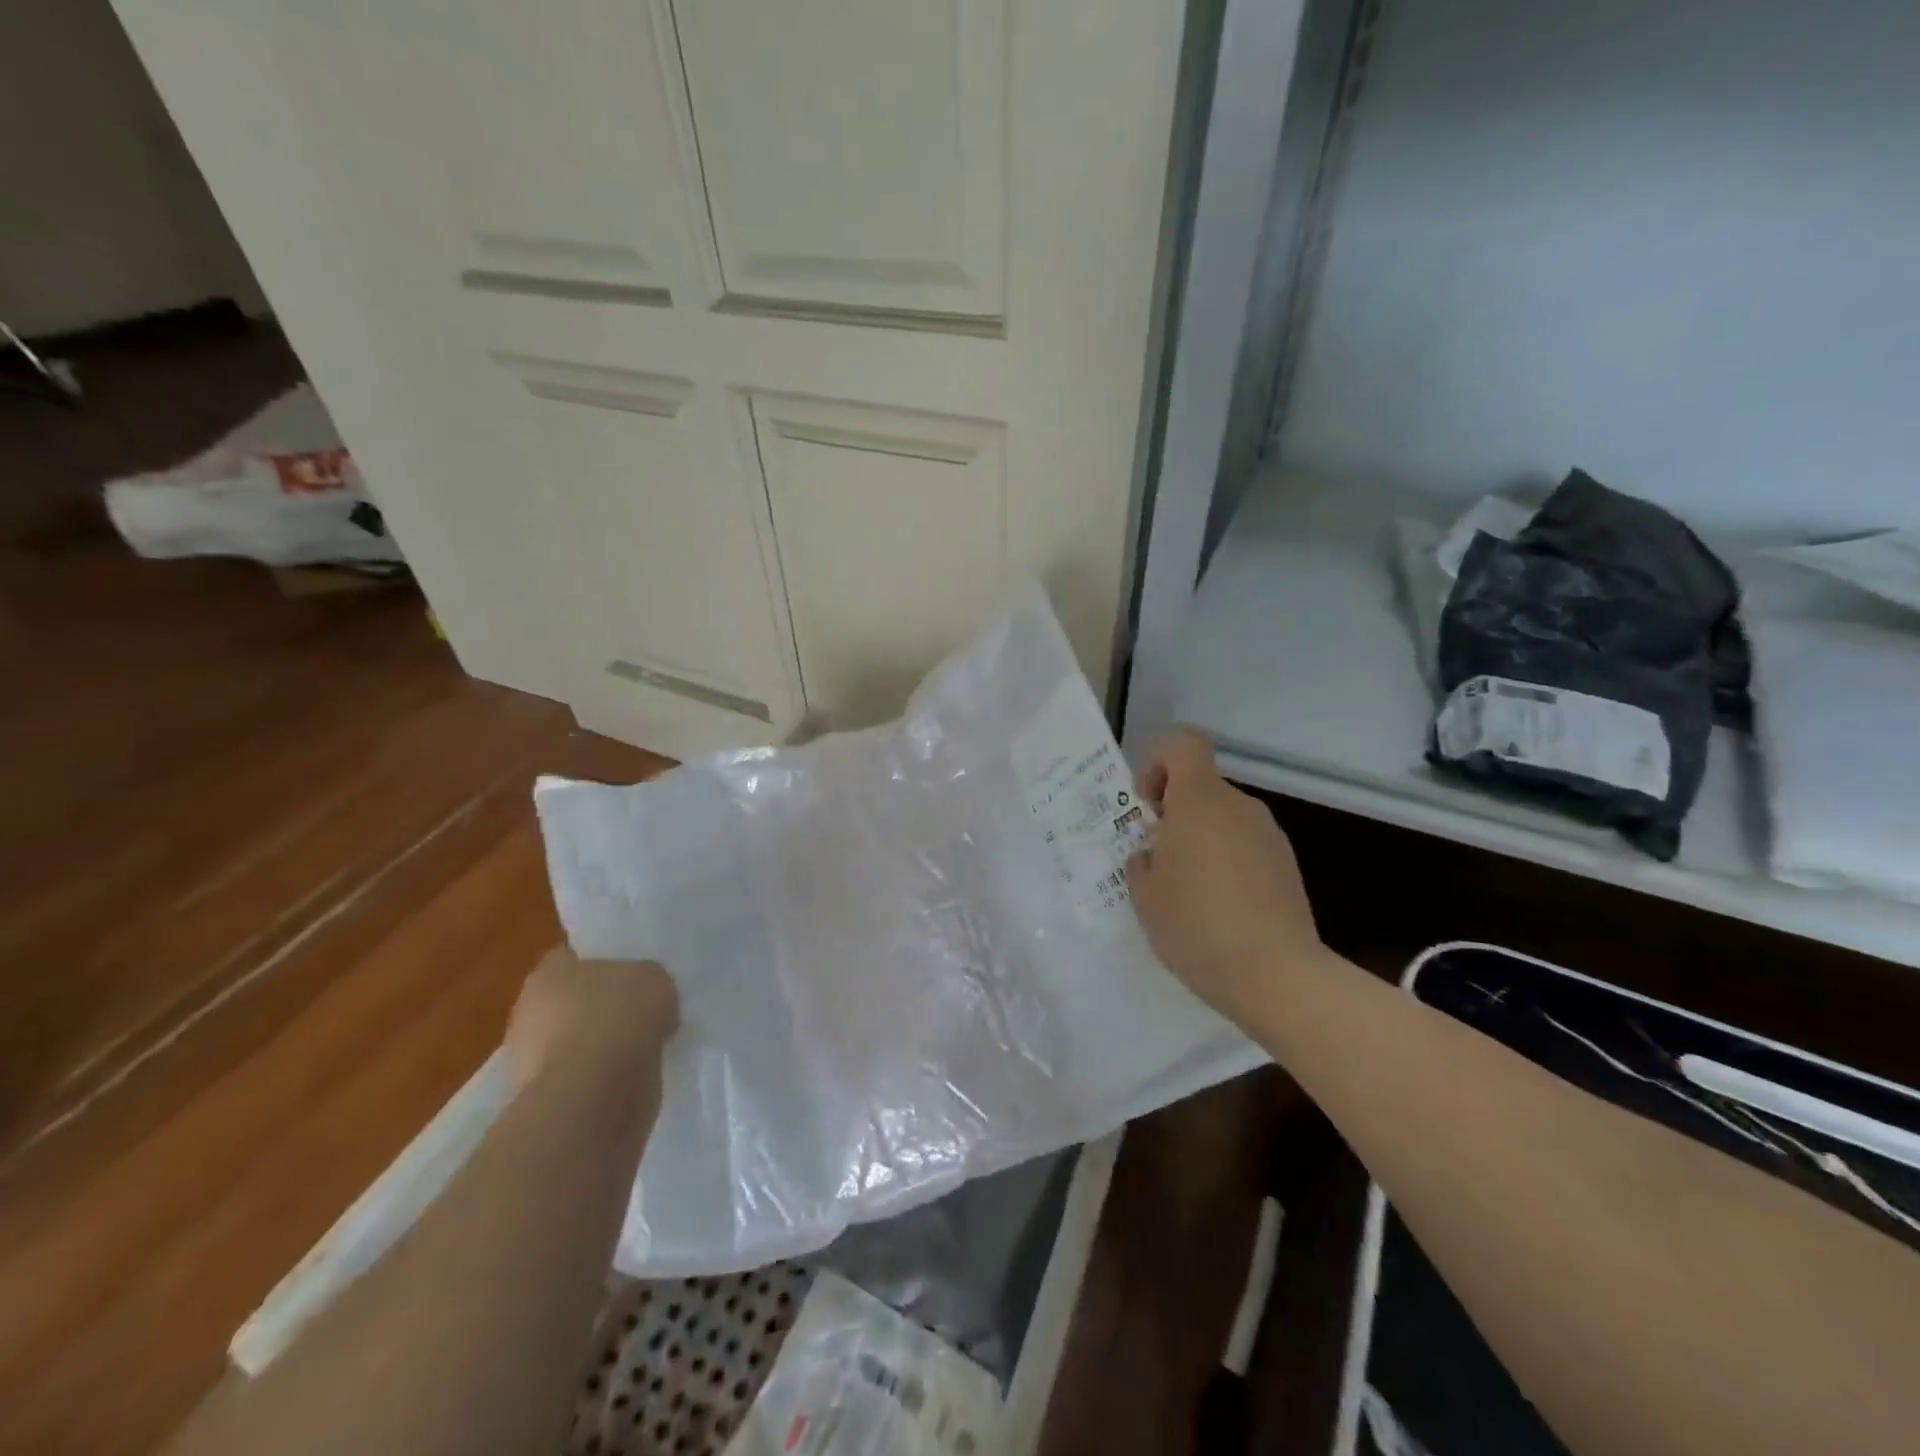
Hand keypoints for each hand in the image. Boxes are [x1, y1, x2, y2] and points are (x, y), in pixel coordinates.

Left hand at [504, 947, 678, 1092]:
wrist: (596, 1092)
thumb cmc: (618, 1015)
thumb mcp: (652, 977)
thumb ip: (644, 981)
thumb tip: (643, 996)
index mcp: (548, 971)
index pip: (573, 957)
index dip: (603, 963)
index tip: (630, 974)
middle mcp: (528, 1010)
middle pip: (571, 1000)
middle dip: (598, 1006)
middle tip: (636, 1011)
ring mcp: (529, 1057)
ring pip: (573, 1040)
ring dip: (599, 1044)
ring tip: (640, 1047)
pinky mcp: (541, 1096)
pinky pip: (579, 1075)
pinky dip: (599, 1076)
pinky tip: (630, 1074)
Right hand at [1126, 730, 1322, 1021]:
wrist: (1276, 976)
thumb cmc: (1196, 926)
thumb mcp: (1145, 897)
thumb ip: (1141, 863)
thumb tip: (1153, 854)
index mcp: (1200, 801)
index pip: (1183, 744)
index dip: (1158, 762)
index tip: (1149, 807)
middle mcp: (1239, 807)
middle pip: (1201, 787)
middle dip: (1175, 815)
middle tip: (1159, 862)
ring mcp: (1269, 836)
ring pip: (1223, 820)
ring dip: (1201, 842)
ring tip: (1188, 894)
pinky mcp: (1287, 866)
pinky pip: (1245, 847)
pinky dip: (1227, 864)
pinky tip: (1220, 911)